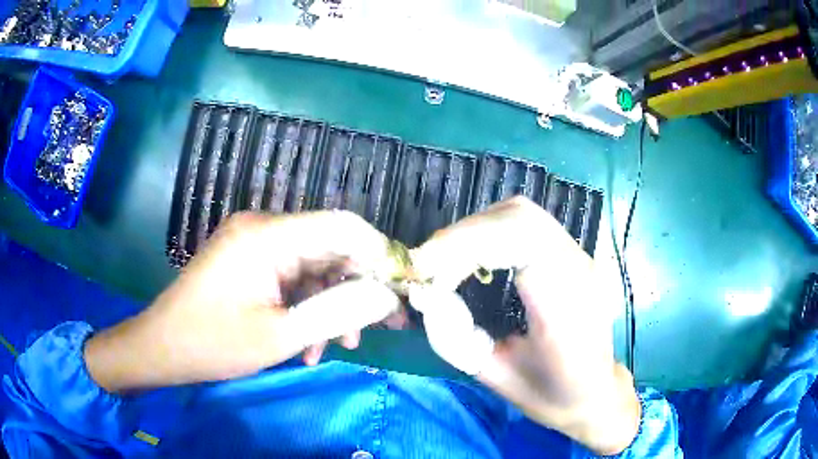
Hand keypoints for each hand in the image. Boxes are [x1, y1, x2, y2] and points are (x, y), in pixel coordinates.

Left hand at [85, 211, 402, 391]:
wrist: (162, 347)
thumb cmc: (213, 343)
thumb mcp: (280, 335)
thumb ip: (338, 311)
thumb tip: (387, 295)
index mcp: (268, 236)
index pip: (342, 225)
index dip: (380, 252)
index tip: (404, 288)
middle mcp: (263, 228)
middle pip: (331, 246)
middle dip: (360, 287)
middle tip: (385, 325)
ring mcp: (255, 244)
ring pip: (313, 266)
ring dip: (332, 304)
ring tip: (343, 344)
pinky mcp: (249, 261)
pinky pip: (291, 277)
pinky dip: (307, 306)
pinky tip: (309, 343)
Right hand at [411, 197, 640, 454]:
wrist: (596, 392)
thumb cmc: (551, 394)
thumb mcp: (495, 379)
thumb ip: (455, 339)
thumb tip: (425, 296)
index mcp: (566, 307)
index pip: (521, 240)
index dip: (466, 243)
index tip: (426, 269)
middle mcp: (578, 270)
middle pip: (520, 217)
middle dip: (465, 234)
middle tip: (431, 265)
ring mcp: (580, 257)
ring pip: (523, 214)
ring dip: (477, 230)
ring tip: (448, 260)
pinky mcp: (572, 254)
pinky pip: (528, 224)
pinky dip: (491, 231)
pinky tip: (477, 256)